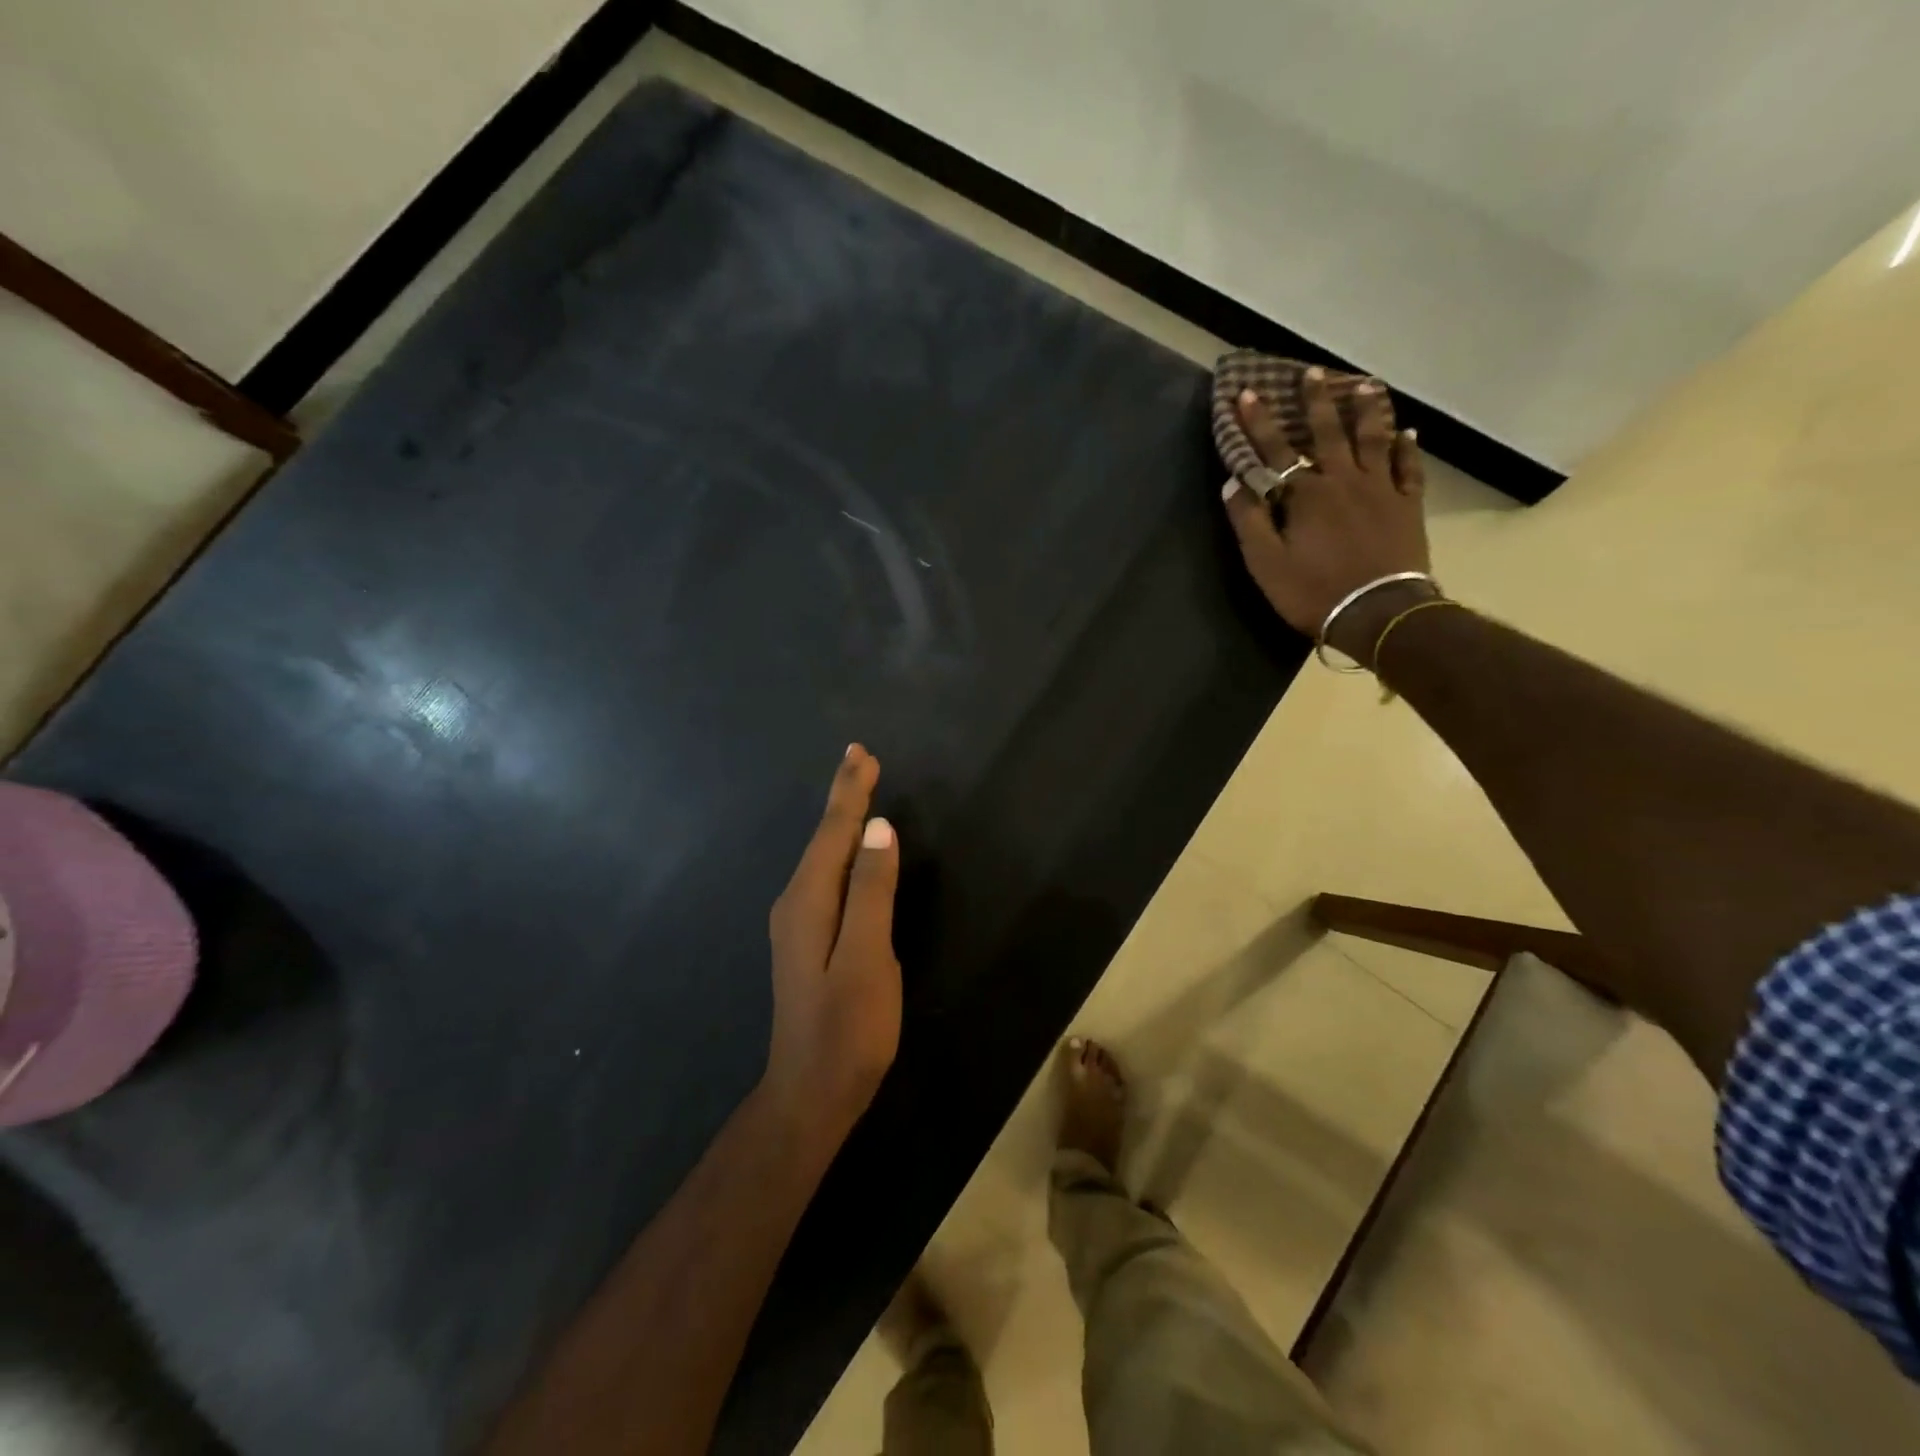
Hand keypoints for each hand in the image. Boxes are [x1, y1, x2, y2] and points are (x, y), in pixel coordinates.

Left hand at [764, 744, 901, 1146]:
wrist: (810, 1093)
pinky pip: (825, 877)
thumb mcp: (868, 958)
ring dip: (841, 820)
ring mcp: (797, 923)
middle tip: (861, 759)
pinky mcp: (807, 940)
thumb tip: (879, 828)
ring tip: (858, 790)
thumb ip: (872, 891)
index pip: (833, 831)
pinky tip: (849, 849)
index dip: (849, 792)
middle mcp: (795, 903)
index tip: (861, 754)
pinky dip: (840, 849)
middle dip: (843, 797)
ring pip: (821, 856)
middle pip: (823, 838)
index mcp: (808, 901)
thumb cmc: (847, 1029)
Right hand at [1221, 369, 1433, 663]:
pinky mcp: (1407, 505)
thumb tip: (1232, 484)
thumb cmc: (1313, 591)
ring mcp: (1380, 490)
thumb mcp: (1266, 564)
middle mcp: (1344, 481)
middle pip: (1328, 433)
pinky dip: (1408, 447)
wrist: (1377, 612)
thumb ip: (1249, 521)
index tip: (1246, 394)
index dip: (1257, 423)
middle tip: (1312, 372)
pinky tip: (1408, 431)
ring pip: (1374, 439)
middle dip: (1315, 401)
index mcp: (1306, 495)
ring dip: (1368, 411)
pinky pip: (1409, 467)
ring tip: (1365, 385)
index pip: (1275, 451)